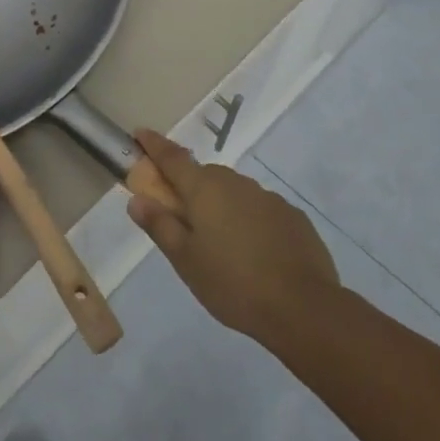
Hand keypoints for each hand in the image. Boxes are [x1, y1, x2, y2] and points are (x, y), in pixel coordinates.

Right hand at [126, 129, 339, 343]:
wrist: (302, 307)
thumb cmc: (232, 283)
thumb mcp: (185, 260)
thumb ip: (160, 226)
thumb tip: (137, 199)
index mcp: (204, 189)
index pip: (172, 158)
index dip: (154, 145)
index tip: (140, 133)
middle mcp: (236, 183)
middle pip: (204, 176)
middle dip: (189, 188)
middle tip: (181, 218)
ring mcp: (268, 197)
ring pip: (233, 193)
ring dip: (221, 206)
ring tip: (220, 244)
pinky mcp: (292, 216)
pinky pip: (259, 210)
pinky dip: (248, 221)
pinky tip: (253, 252)